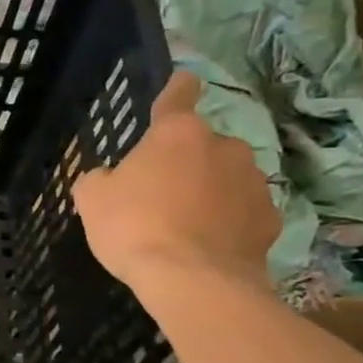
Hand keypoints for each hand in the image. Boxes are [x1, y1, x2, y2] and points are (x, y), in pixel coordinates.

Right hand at [72, 69, 278, 294]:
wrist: (193, 281)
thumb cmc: (134, 228)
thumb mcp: (92, 200)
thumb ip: (99, 179)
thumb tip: (109, 178)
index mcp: (177, 134)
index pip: (178, 95)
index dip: (176, 88)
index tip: (183, 80)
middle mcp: (223, 146)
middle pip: (201, 145)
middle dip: (185, 161)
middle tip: (159, 193)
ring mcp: (253, 182)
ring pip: (225, 177)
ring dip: (208, 191)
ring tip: (184, 225)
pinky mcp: (270, 218)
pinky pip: (242, 212)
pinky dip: (228, 222)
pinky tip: (207, 245)